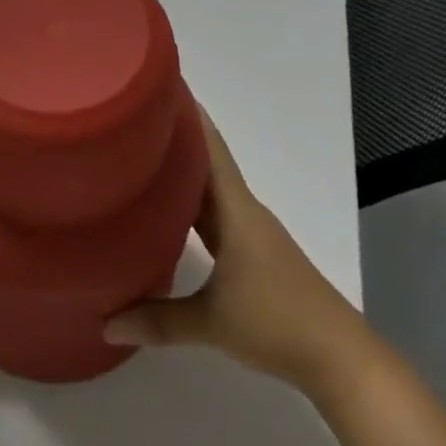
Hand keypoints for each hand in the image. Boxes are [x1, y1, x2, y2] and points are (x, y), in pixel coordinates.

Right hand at [104, 109, 378, 405]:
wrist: (340, 359)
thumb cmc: (277, 323)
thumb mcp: (212, 323)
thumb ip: (157, 321)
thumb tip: (105, 323)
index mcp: (236, 211)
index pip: (209, 148)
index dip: (187, 116)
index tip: (160, 86)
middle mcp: (243, 212)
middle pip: (205, 164)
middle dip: (172, 140)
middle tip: (129, 121)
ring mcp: (250, 233)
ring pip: (209, 191)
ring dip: (181, 174)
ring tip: (138, 159)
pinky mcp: (253, 254)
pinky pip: (214, 216)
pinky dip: (190, 206)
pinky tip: (167, 212)